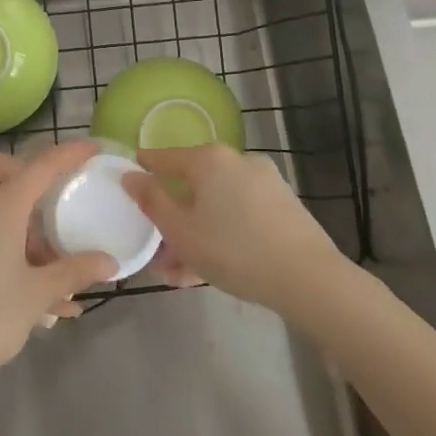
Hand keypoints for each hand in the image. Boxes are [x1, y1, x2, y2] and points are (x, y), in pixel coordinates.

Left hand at [0, 142, 115, 390]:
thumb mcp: (38, 294)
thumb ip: (74, 271)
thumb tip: (110, 262)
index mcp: (0, 208)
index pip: (39, 166)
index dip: (68, 153)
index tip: (92, 148)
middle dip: (26, 172)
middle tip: (52, 199)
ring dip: (22, 219)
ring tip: (54, 264)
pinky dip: (10, 244)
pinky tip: (40, 295)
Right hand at [123, 145, 346, 315]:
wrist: (307, 277)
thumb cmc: (233, 250)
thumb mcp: (181, 231)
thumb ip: (152, 201)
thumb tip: (130, 175)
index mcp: (209, 159)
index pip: (164, 158)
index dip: (143, 172)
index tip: (128, 187)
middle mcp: (237, 161)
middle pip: (192, 186)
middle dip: (172, 220)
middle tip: (159, 254)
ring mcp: (264, 182)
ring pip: (216, 205)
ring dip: (196, 234)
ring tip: (182, 274)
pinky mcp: (282, 205)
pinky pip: (239, 214)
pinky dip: (222, 234)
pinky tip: (212, 269)